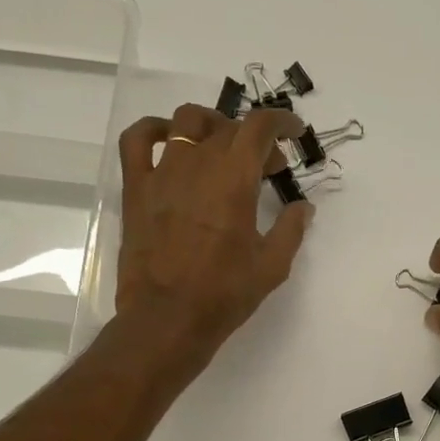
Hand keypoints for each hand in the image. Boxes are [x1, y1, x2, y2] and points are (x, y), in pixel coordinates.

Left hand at [113, 103, 312, 370]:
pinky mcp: (136, 188)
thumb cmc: (224, 294)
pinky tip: (166, 139)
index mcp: (235, 179)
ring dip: (211, 126)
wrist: (168, 318)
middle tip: (268, 167)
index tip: (293, 132)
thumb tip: (303, 207)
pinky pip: (136, 141)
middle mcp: (198, 164)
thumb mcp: (271, 266)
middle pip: (228, 128)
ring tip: (221, 148)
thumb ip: (291, 230)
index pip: (259, 128)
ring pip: (186, 123)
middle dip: (254, 139)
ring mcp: (162, 172)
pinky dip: (152, 129)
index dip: (280, 122)